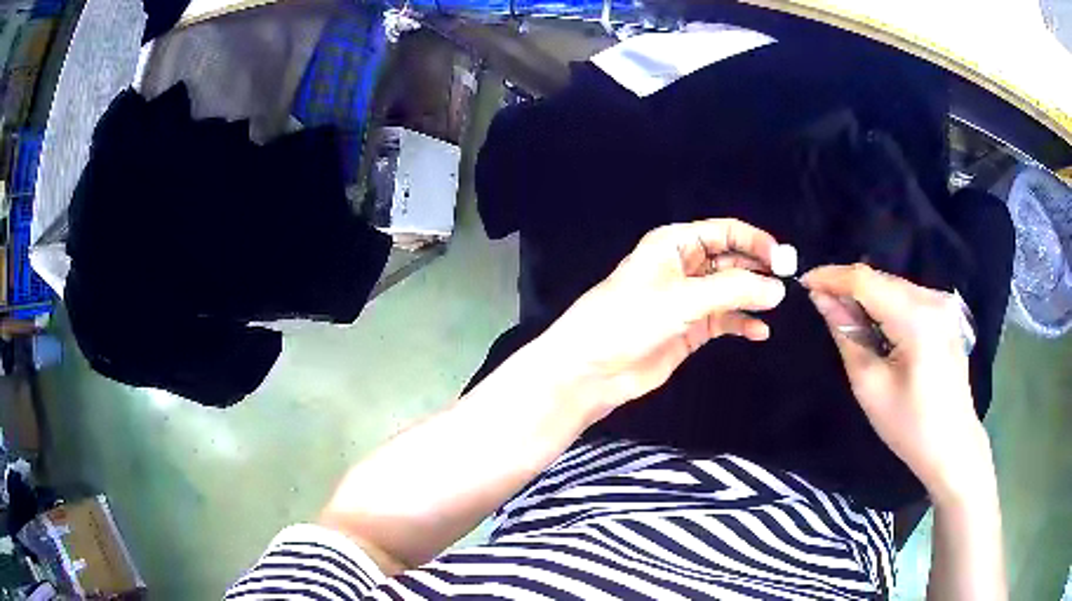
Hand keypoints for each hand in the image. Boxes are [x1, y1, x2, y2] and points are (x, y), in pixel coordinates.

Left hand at [533, 219, 785, 421]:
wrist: (592, 369)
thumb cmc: (629, 319)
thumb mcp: (682, 299)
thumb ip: (732, 291)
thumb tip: (777, 288)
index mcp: (675, 244)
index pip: (724, 232)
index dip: (755, 241)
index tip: (784, 258)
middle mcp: (684, 267)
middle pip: (731, 260)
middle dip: (758, 270)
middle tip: (788, 283)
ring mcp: (688, 300)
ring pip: (731, 291)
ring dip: (753, 297)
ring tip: (776, 306)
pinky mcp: (690, 329)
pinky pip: (724, 320)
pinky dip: (742, 324)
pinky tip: (759, 332)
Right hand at [801, 264, 992, 501]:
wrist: (952, 446)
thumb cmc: (909, 426)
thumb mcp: (870, 386)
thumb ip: (846, 335)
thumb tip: (822, 299)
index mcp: (916, 318)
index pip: (866, 280)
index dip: (832, 276)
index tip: (803, 281)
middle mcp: (932, 299)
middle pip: (881, 280)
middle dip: (848, 287)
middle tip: (820, 303)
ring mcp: (942, 305)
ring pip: (894, 287)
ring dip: (866, 297)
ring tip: (844, 316)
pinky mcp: (945, 314)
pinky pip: (907, 297)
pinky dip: (885, 305)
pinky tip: (875, 324)